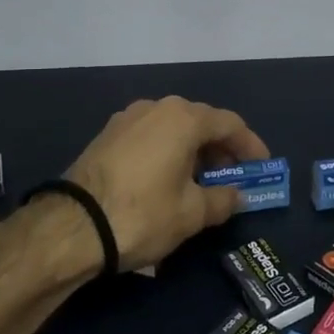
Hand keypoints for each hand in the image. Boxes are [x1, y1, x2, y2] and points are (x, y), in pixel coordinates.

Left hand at [64, 97, 269, 271]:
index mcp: (184, 118)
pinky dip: (167, 152)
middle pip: (201, 122)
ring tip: (201, 182)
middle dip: (221, 149)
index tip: (261, 167)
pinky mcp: (107, 135)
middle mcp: (156, 107)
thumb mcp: (192, 214)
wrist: (71, 226)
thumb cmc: (143, 214)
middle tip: (232, 177)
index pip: (230, 124)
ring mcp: (127, 118)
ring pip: (173, 128)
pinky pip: (150, 136)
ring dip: (193, 151)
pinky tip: (168, 179)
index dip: (250, 146)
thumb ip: (223, 199)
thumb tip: (237, 195)